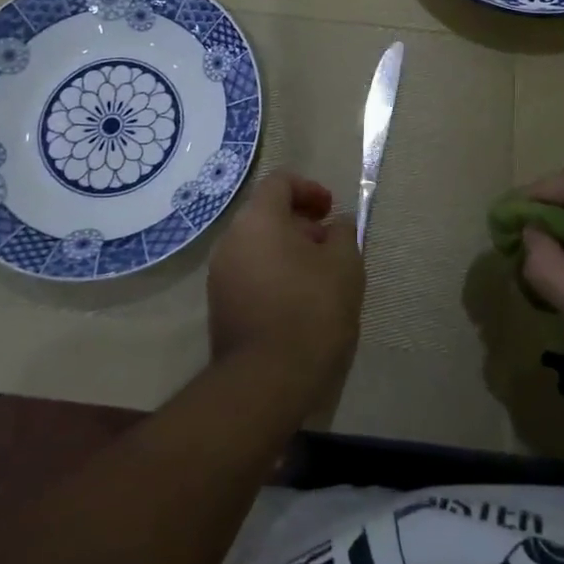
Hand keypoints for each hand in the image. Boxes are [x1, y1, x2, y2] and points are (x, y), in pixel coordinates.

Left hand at [207, 169, 364, 410]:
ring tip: (318, 276)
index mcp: (258, 219)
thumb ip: (343, 234)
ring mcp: (219, 274)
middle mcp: (230, 239)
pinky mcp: (219, 306)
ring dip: (287, 250)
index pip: (279, 182)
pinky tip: (298, 301)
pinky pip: (249, 273)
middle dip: (300, 222)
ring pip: (256, 245)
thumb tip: (336, 225)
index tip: (331, 210)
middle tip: (329, 245)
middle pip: (265, 214)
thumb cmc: (311, 310)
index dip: (309, 188)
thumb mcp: (345, 265)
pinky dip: (273, 274)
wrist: (267, 380)